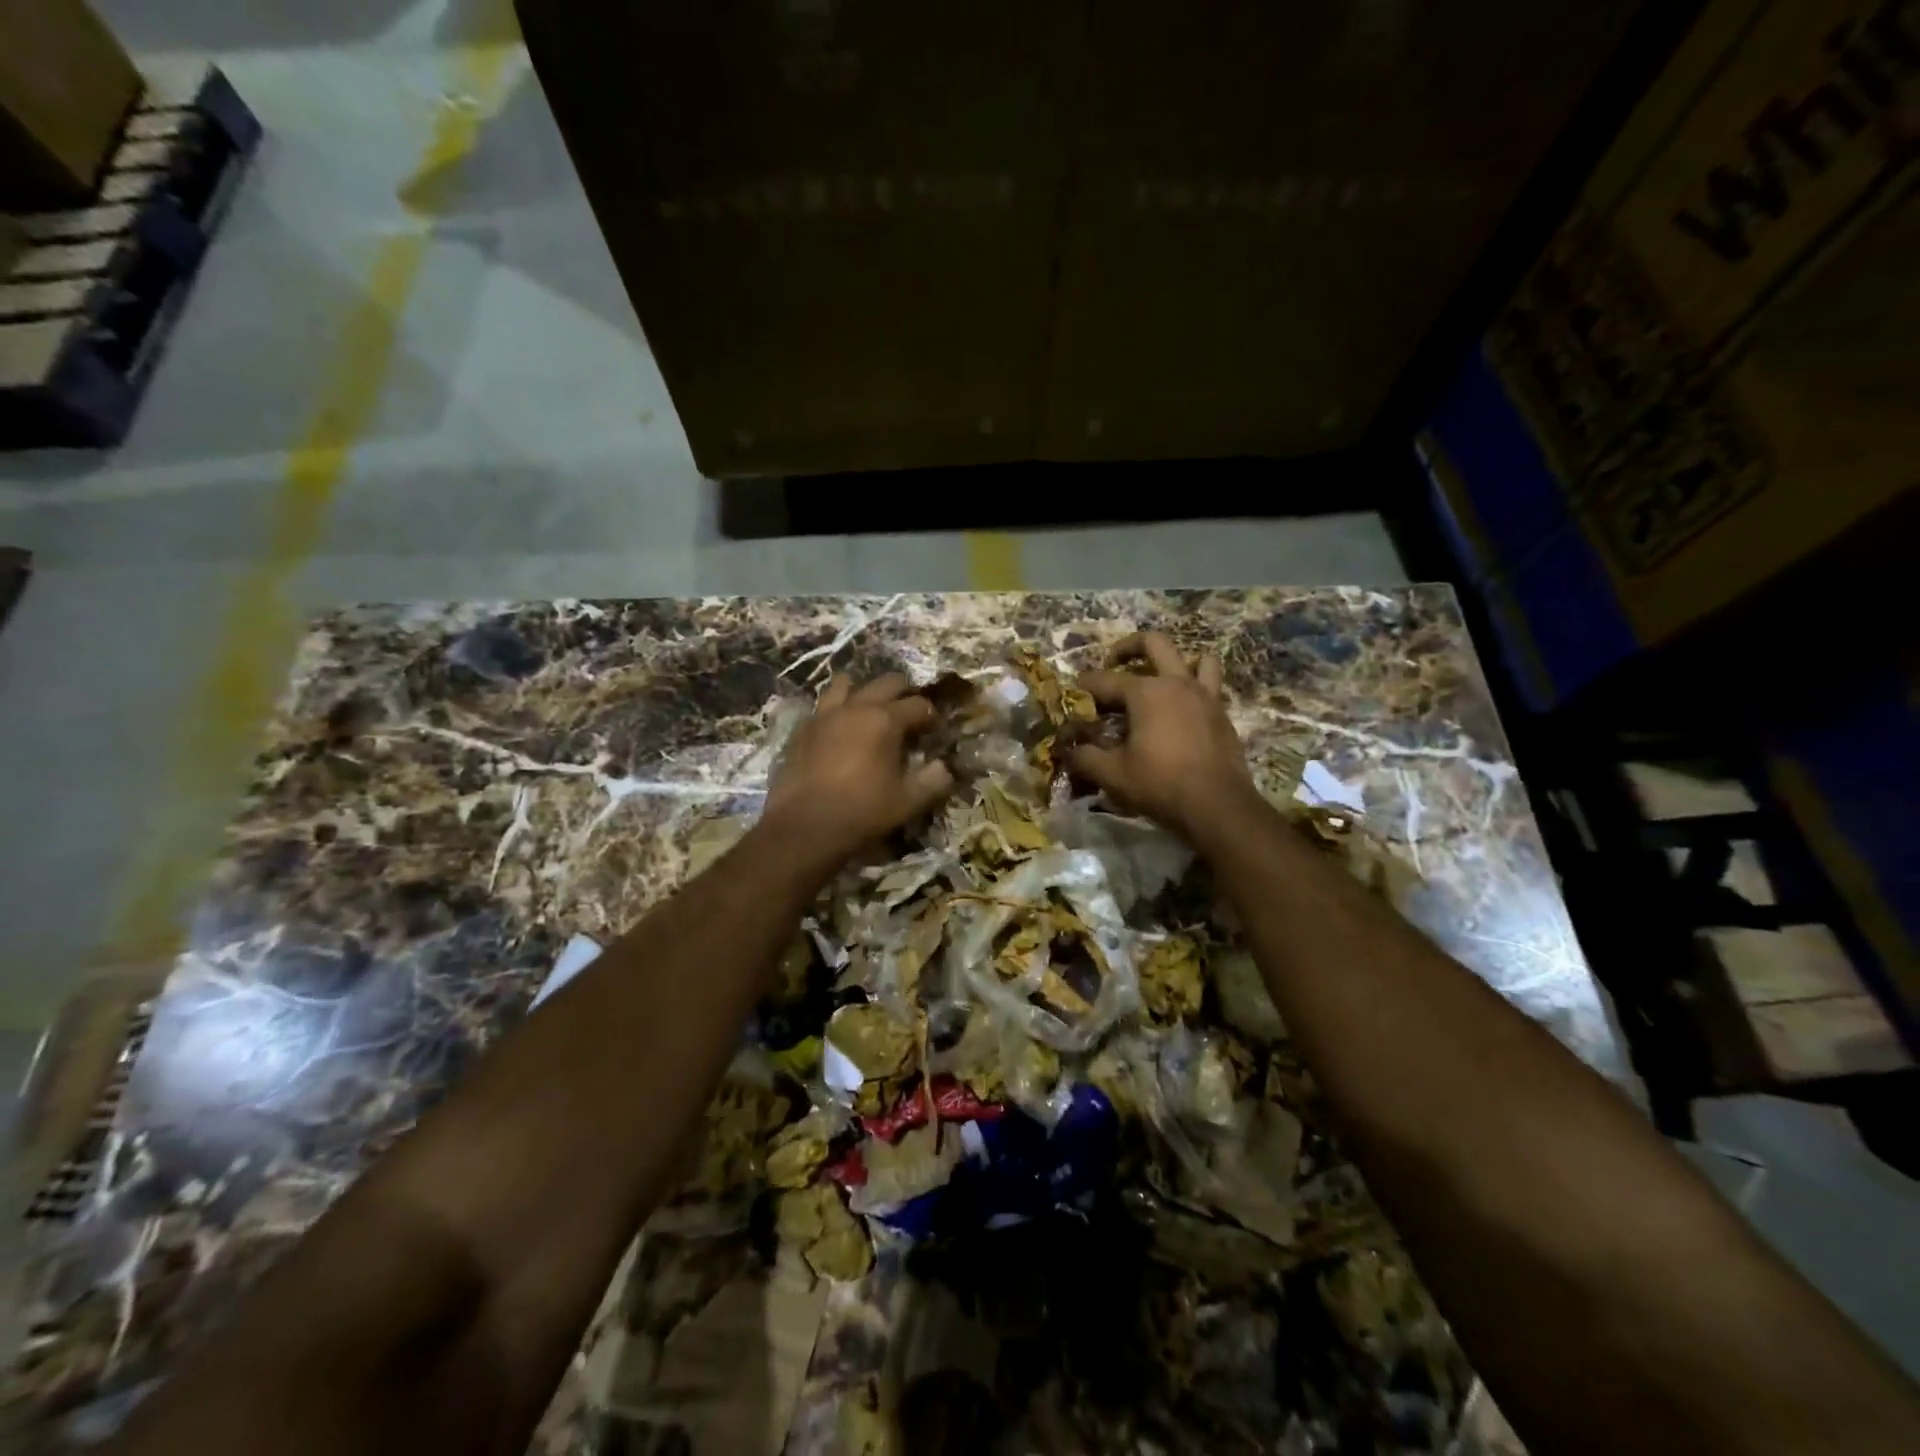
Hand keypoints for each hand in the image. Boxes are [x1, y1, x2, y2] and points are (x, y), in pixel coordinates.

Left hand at [761, 673, 953, 866]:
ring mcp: (826, 714)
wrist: (805, 825)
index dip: (931, 715)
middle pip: (886, 683)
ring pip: (847, 684)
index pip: (918, 704)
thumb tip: (944, 768)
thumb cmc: (862, 811)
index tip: (933, 729)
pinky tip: (840, 728)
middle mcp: (857, 707)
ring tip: (869, 710)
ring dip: (863, 692)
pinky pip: (823, 705)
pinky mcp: (804, 728)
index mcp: (886, 720)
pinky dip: (837, 709)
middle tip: (908, 713)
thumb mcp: (908, 801)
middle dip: (903, 692)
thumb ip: (933, 781)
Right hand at [1069, 632, 1258, 844]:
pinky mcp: (1222, 714)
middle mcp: (1176, 683)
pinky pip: (1211, 686)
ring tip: (1161, 678)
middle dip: (1129, 646)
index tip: (1072, 694)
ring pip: (1195, 659)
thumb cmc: (1160, 784)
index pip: (1104, 680)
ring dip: (1177, 662)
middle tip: (1114, 660)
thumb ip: (1085, 757)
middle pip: (1153, 643)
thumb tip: (1067, 751)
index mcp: (1145, 692)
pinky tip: (1183, 710)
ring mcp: (1204, 695)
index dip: (1084, 686)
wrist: (1217, 806)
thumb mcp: (1112, 774)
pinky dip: (1196, 688)